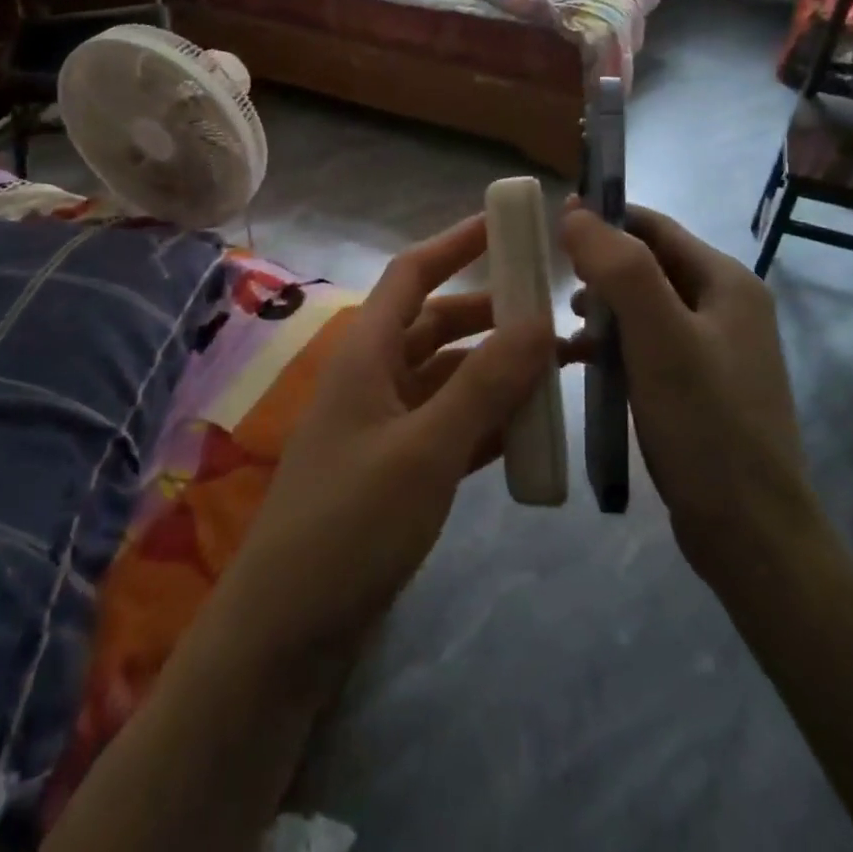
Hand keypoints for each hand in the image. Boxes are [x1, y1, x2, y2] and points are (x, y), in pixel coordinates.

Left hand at [209, 214, 556, 669]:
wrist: (289, 628)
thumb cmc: (350, 522)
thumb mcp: (426, 448)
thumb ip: (484, 385)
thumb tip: (539, 321)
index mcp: (368, 351)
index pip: (413, 274)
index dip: (456, 243)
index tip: (507, 225)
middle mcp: (375, 376)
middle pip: (440, 325)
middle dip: (495, 315)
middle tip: (557, 315)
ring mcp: (386, 424)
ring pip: (451, 378)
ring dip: (499, 372)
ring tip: (563, 371)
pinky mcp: (398, 468)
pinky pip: (452, 426)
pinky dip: (489, 421)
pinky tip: (533, 428)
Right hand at [558, 204, 820, 587]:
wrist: (750, 533)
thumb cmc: (705, 424)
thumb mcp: (659, 337)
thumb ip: (620, 268)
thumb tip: (575, 213)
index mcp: (726, 283)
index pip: (655, 227)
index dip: (604, 218)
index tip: (552, 226)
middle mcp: (726, 306)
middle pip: (649, 264)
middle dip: (600, 266)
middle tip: (553, 281)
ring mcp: (714, 348)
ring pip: (644, 305)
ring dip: (603, 305)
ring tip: (564, 323)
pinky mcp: (698, 385)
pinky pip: (646, 343)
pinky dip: (613, 342)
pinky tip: (581, 359)